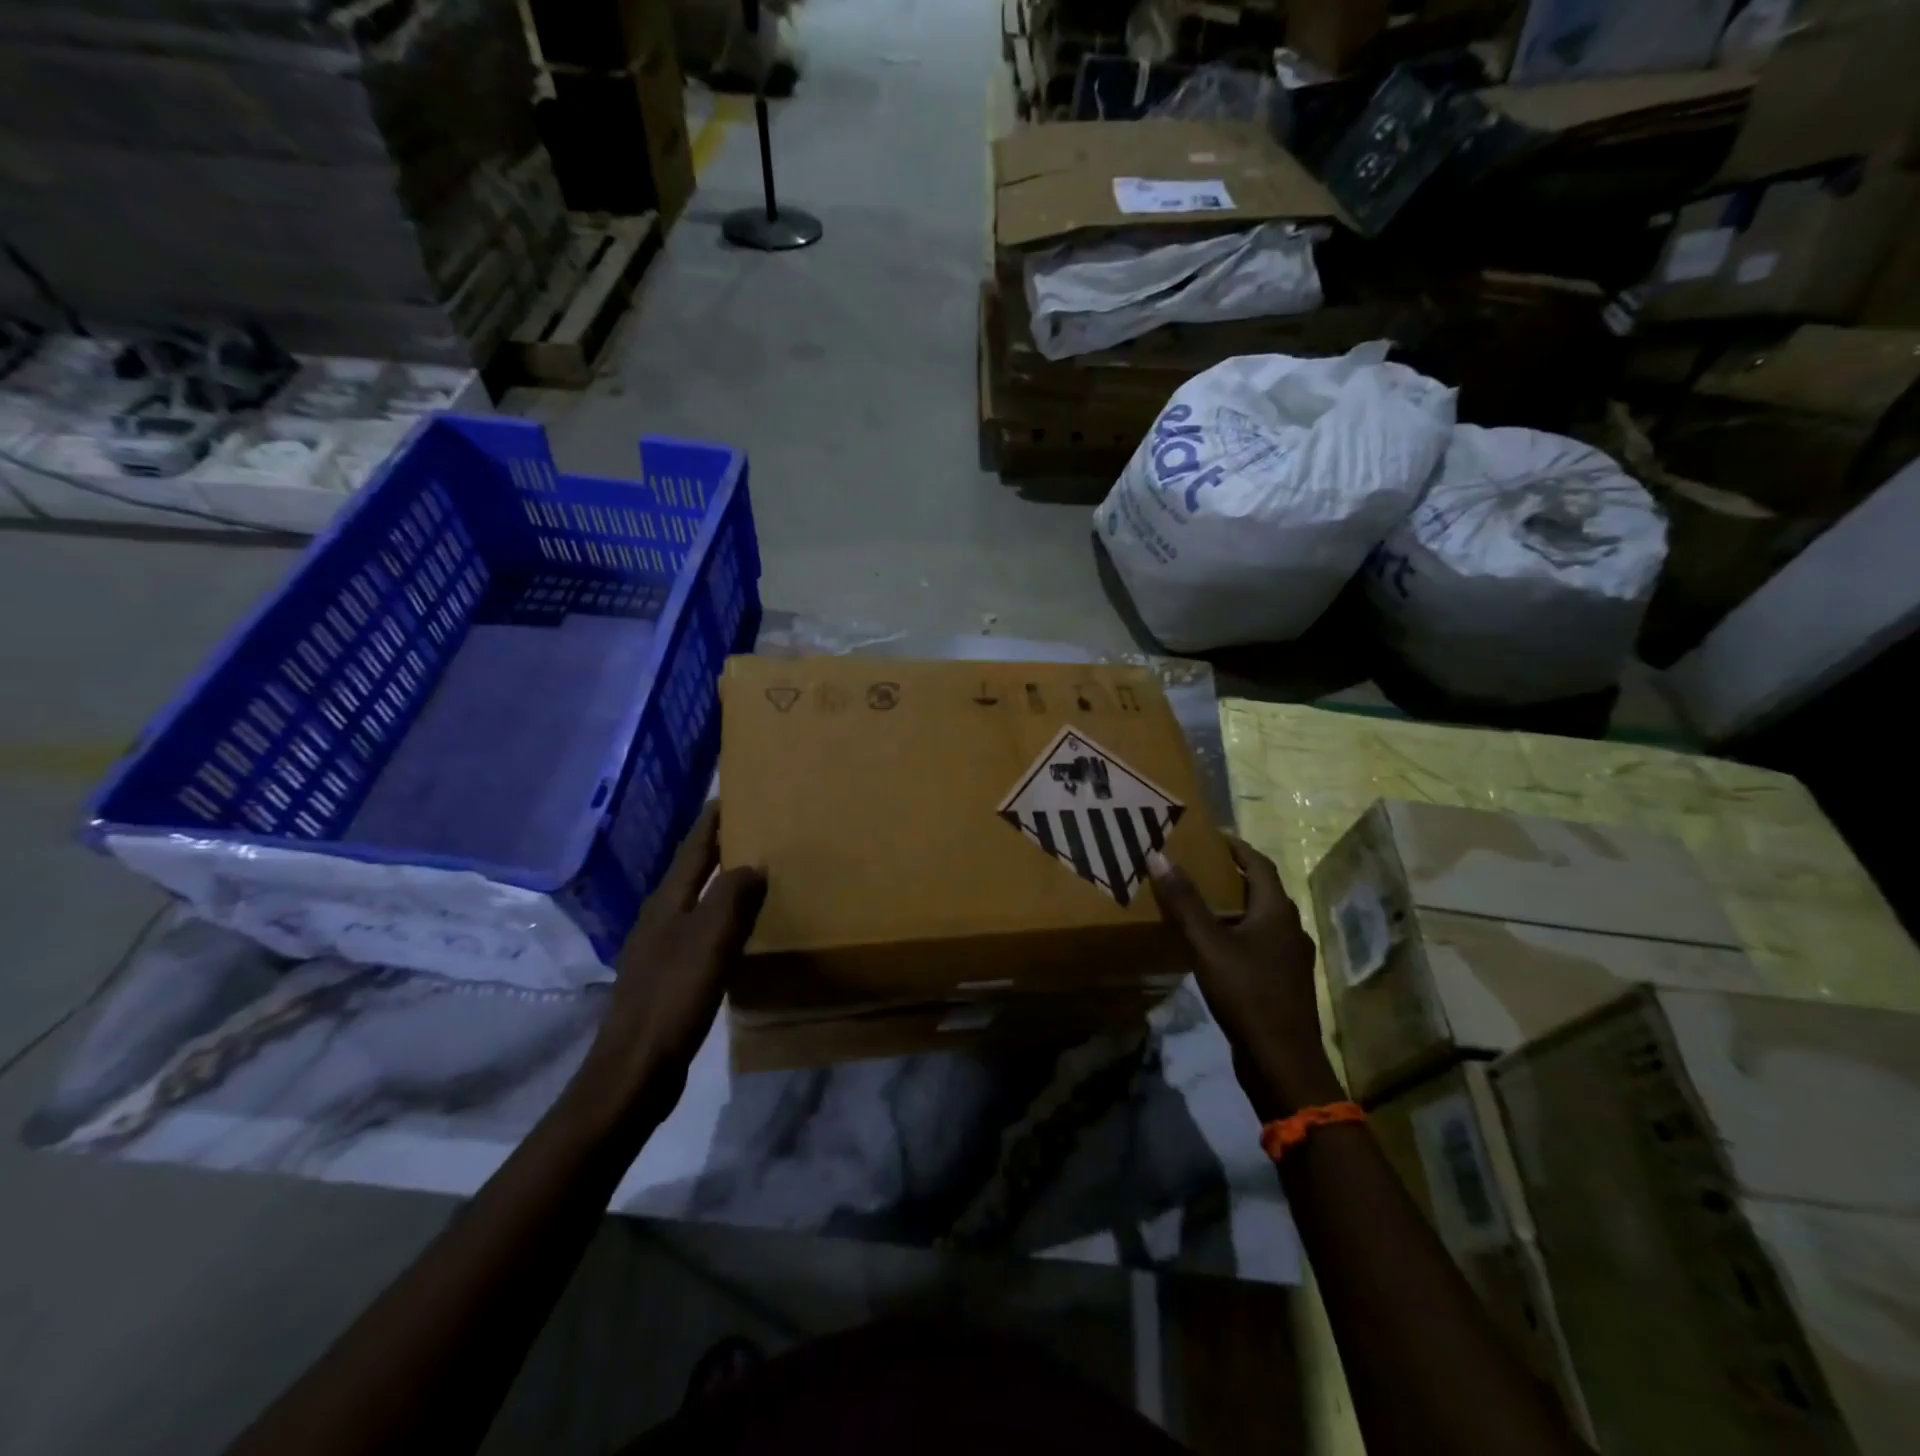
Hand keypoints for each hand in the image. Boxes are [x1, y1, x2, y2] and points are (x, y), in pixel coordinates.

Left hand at [568, 806, 765, 1131]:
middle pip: (691, 872)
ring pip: (695, 903)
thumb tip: (753, 864)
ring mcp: (658, 950)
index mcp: (666, 903)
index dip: (711, 821)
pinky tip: (738, 933)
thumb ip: (731, 896)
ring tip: (752, 874)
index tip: (732, 794)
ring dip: (720, 884)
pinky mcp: (665, 979)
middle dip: (717, 848)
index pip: (693, 849)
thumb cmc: (672, 998)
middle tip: (753, 829)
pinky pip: (699, 933)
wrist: (634, 1071)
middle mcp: (658, 919)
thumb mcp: (709, 941)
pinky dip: (720, 920)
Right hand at [1148, 837, 1344, 1119]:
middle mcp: (1289, 929)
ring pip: (1259, 920)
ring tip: (1196, 903)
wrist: (1282, 1062)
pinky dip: (1235, 934)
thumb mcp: (1208, 944)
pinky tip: (1210, 947)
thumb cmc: (1247, 993)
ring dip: (1232, 907)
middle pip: (1261, 891)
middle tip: (1195, 866)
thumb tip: (1158, 855)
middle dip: (1230, 875)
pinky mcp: (1280, 983)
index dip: (1236, 847)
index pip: (1259, 864)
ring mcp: (1288, 959)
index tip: (1209, 836)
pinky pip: (1256, 945)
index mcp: (1277, 912)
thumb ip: (1184, 902)